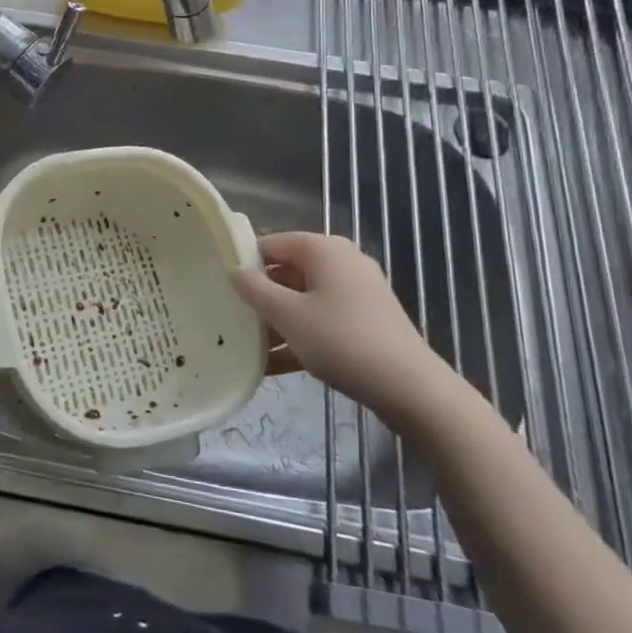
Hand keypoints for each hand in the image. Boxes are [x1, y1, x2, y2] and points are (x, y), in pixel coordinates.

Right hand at [233, 232, 467, 435]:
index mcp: (324, 249)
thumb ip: (255, 290)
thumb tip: (235, 271)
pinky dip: (300, 337)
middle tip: (231, 319)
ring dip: (277, 322)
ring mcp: (357, 293)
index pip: (271, 243)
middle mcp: (342, 262)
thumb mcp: (288, 316)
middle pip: (287, 272)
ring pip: (303, 299)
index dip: (244, 263)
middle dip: (260, 296)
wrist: (411, 389)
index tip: (221, 288)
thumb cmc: (342, 340)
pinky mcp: (366, 322)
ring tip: (246, 347)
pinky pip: (322, 320)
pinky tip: (273, 366)